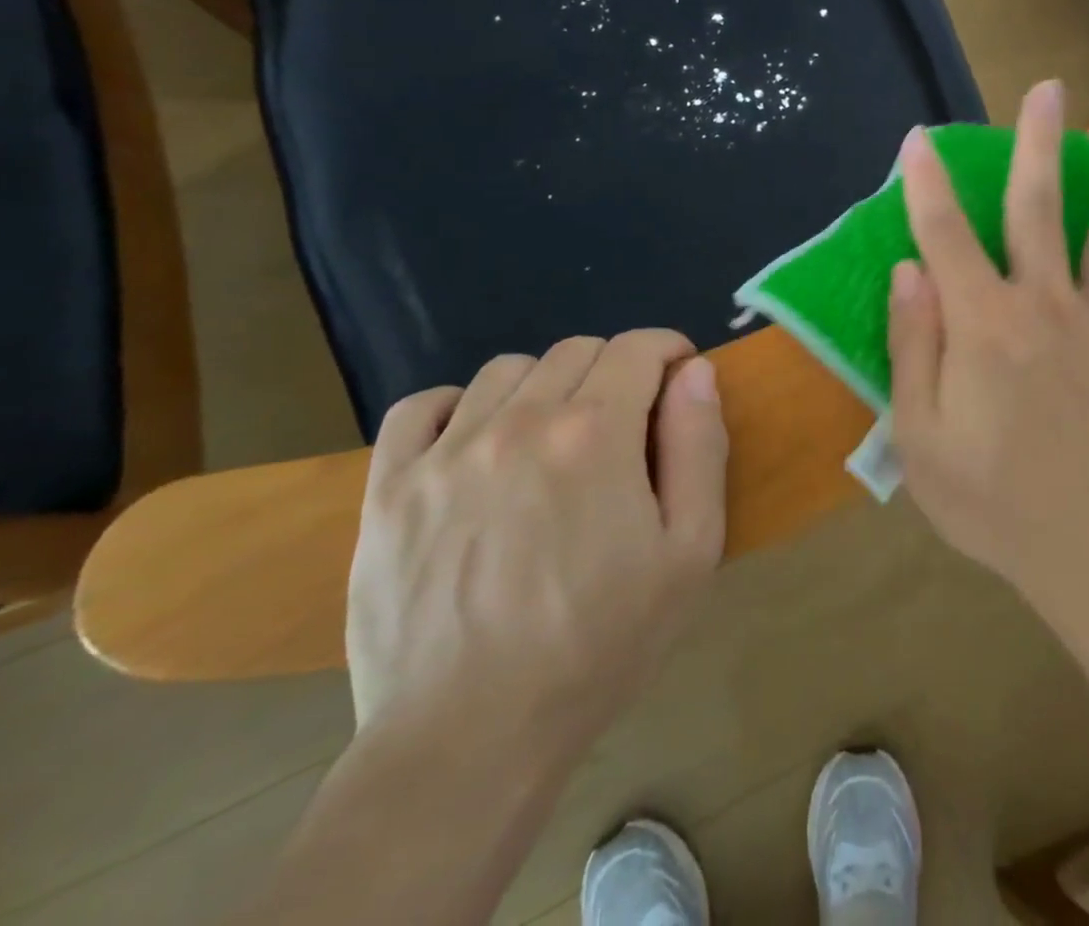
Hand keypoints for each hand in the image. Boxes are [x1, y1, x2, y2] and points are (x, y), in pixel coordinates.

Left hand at [345, 331, 727, 759]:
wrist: (470, 740)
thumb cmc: (599, 645)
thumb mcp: (689, 552)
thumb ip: (699, 447)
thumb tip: (695, 372)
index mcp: (596, 433)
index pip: (639, 348)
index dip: (669, 351)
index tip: (678, 378)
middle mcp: (520, 421)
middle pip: (578, 351)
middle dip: (616, 370)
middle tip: (625, 423)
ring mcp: (446, 452)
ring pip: (507, 370)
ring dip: (545, 385)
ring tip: (553, 438)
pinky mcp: (389, 489)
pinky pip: (421, 407)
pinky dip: (457, 406)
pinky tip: (474, 440)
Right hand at [888, 79, 1088, 610]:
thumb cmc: (994, 501)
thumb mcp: (921, 435)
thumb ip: (913, 346)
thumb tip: (909, 271)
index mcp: (982, 323)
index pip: (945, 235)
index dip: (928, 184)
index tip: (919, 141)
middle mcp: (1045, 304)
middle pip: (1039, 209)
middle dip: (1038, 145)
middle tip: (1048, 91)